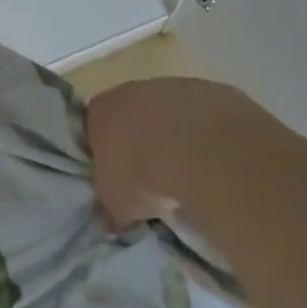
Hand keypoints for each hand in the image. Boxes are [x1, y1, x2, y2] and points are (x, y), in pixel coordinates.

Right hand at [86, 77, 258, 228]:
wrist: (197, 150)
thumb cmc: (142, 175)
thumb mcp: (117, 205)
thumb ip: (110, 209)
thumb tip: (109, 220)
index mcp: (101, 111)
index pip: (93, 128)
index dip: (104, 153)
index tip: (116, 177)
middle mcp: (132, 91)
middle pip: (132, 116)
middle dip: (141, 143)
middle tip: (152, 177)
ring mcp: (173, 87)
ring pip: (169, 113)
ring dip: (175, 137)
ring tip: (188, 172)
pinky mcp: (210, 91)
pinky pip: (203, 116)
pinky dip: (205, 136)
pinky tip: (213, 160)